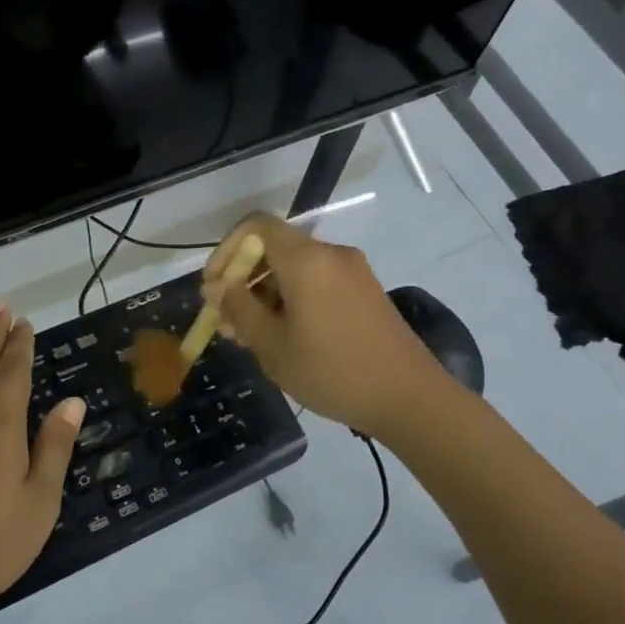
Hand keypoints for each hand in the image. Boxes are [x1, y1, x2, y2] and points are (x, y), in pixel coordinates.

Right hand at [202, 212, 451, 437]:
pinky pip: (317, 282)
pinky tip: (285, 338)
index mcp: (306, 259)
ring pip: (295, 269)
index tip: (214, 288)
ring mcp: (352, 271)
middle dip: (244, 280)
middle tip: (227, 323)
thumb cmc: (333, 372)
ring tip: (251, 338)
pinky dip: (292, 300)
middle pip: (275, 249)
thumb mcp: (273, 346)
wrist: (410, 398)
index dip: (226, 250)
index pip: (255, 226)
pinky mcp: (365, 291)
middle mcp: (331, 254)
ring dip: (266, 295)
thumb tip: (216, 287)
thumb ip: (239, 309)